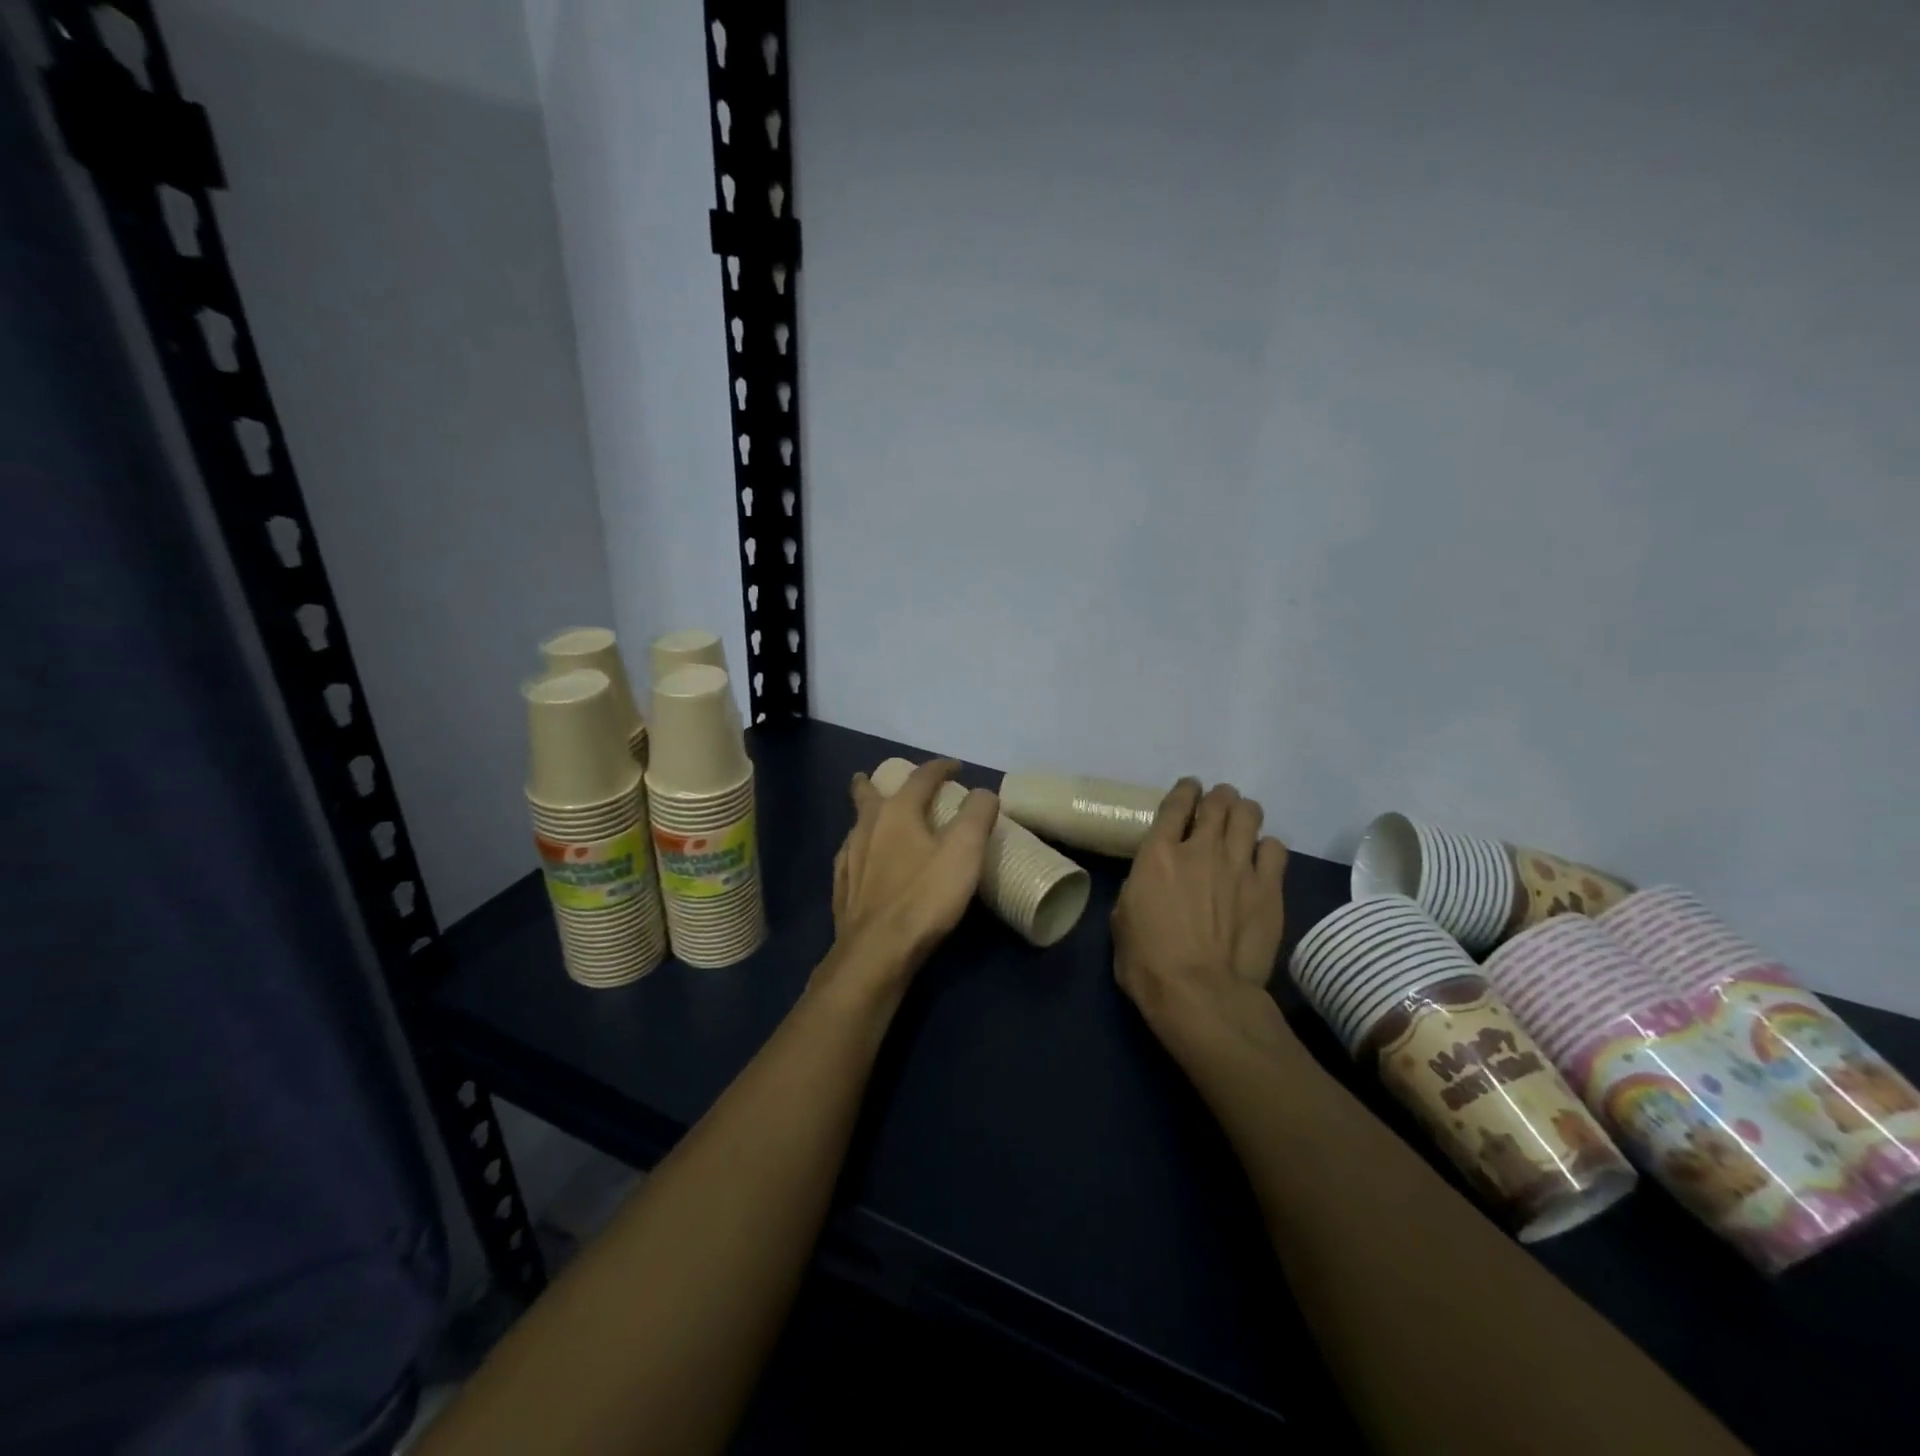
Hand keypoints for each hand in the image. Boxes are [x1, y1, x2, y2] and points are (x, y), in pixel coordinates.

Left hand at [819, 759, 996, 997]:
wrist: (876, 952)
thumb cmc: (924, 897)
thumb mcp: (964, 852)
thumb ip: (977, 816)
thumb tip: (983, 792)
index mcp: (897, 811)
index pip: (921, 777)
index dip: (940, 768)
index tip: (955, 767)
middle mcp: (867, 826)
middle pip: (868, 793)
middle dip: (875, 782)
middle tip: (882, 779)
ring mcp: (849, 857)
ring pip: (857, 824)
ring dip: (868, 816)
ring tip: (878, 820)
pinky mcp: (841, 887)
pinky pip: (850, 855)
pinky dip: (861, 849)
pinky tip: (866, 863)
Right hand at [1111, 779, 1292, 1063]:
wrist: (1200, 993)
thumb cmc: (1147, 962)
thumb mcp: (1123, 918)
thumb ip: (1139, 887)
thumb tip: (1150, 883)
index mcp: (1158, 853)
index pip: (1176, 803)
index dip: (1185, 790)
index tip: (1189, 789)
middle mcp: (1202, 849)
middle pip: (1218, 801)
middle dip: (1218, 797)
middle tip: (1217, 806)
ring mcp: (1239, 866)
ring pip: (1250, 814)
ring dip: (1243, 813)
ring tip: (1241, 824)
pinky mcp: (1269, 889)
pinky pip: (1275, 848)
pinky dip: (1266, 847)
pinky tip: (1261, 859)